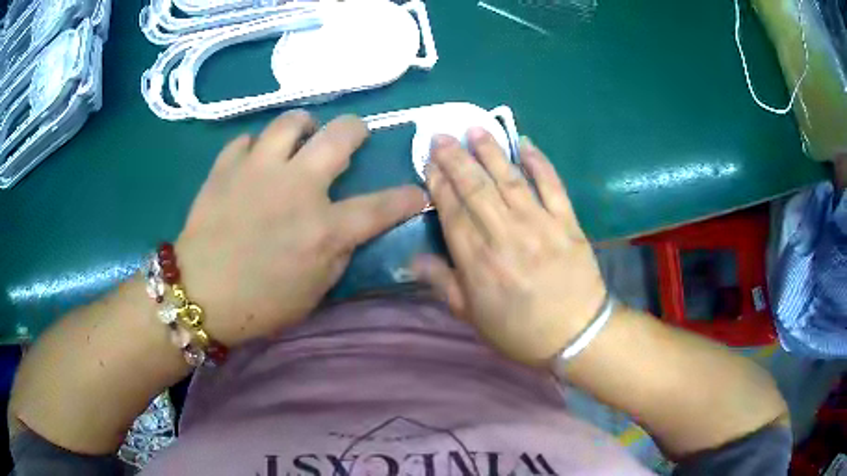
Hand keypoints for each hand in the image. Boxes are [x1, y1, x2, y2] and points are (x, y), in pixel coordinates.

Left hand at [176, 111, 427, 345]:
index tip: (417, 193)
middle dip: (357, 130)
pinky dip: (256, 147)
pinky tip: (254, 162)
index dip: (407, 198)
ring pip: (292, 121)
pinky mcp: (226, 166)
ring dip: (304, 125)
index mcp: (323, 229)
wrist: (197, 295)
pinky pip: (247, 139)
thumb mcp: (313, 292)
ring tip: (301, 136)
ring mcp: (258, 170)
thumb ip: (337, 255)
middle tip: (353, 136)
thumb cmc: (259, 304)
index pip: (381, 207)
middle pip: (340, 135)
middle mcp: (296, 188)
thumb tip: (348, 228)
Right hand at [411, 129, 606, 365]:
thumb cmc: (519, 330)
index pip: (452, 210)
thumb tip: (413, 260)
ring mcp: (539, 223)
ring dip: (490, 151)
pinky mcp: (566, 221)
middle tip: (442, 135)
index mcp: (477, 260)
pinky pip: (551, 185)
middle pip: (475, 187)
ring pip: (509, 178)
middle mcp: (504, 233)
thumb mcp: (472, 317)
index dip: (438, 182)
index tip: (429, 160)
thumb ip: (442, 284)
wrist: (575, 335)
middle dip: (455, 158)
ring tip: (475, 129)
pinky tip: (526, 144)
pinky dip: (539, 162)